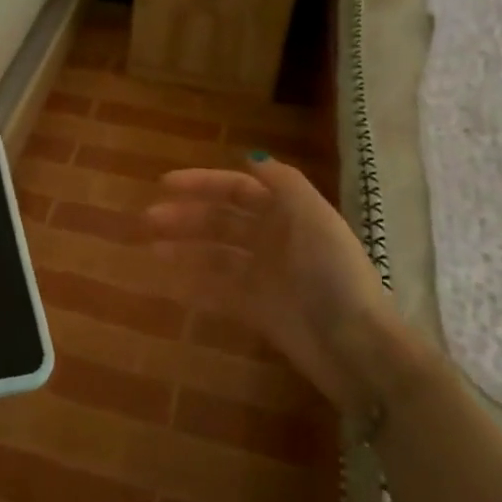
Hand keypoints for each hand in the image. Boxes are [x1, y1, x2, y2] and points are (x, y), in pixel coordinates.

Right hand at [144, 155, 411, 420]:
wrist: (353, 344)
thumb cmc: (331, 274)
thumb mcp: (313, 217)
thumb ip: (284, 183)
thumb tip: (251, 157)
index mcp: (289, 214)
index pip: (239, 189)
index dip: (203, 183)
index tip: (164, 185)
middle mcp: (275, 240)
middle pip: (222, 220)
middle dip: (186, 216)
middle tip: (148, 220)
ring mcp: (265, 276)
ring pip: (216, 254)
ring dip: (184, 248)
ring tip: (150, 248)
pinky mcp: (258, 310)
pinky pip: (218, 291)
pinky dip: (194, 284)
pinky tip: (168, 282)